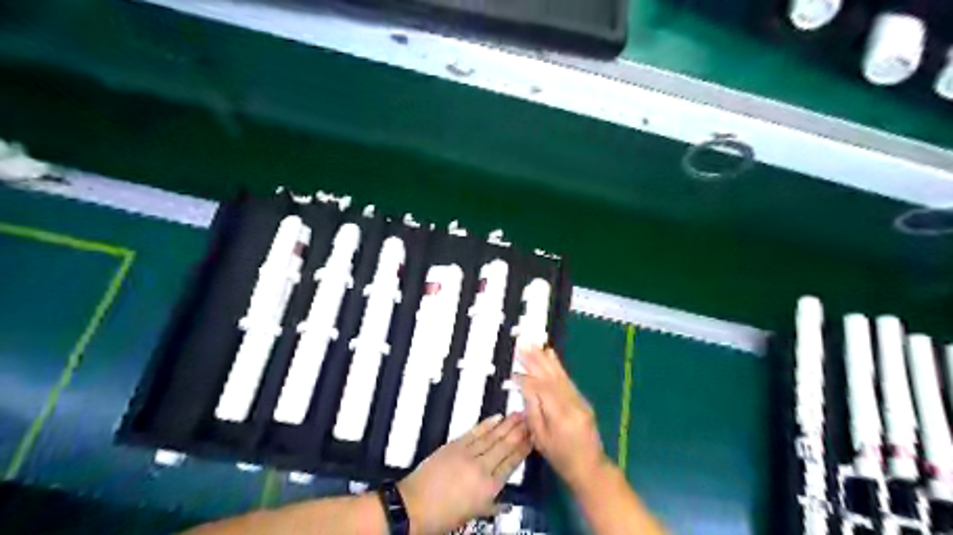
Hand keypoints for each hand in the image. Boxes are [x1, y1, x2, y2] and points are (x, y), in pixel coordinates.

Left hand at [394, 411, 528, 533]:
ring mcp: (467, 454)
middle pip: (505, 446)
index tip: (534, 436)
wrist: (413, 507)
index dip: (524, 448)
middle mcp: (482, 468)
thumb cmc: (443, 517)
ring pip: (492, 436)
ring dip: (507, 424)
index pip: (512, 463)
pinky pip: (474, 432)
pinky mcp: (454, 445)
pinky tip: (497, 417)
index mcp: (489, 488)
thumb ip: (491, 505)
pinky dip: (486, 424)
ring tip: (518, 414)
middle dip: (519, 431)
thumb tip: (505, 503)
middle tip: (530, 418)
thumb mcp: (472, 515)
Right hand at [519, 346, 606, 492]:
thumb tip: (524, 386)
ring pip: (560, 375)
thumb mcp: (540, 438)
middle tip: (523, 344)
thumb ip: (532, 410)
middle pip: (550, 376)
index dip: (525, 378)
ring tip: (535, 344)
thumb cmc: (560, 457)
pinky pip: (566, 379)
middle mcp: (571, 402)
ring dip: (546, 358)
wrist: (590, 466)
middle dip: (535, 359)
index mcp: (559, 414)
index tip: (512, 371)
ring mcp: (579, 399)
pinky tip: (550, 355)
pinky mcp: (581, 398)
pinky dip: (557, 366)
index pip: (540, 389)